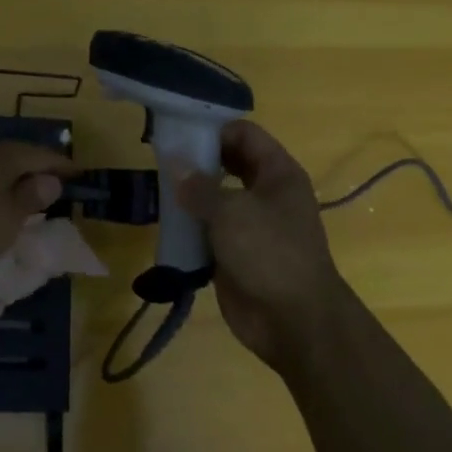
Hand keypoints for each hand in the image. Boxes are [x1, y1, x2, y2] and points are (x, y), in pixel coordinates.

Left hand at [0, 140, 77, 271]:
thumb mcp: (10, 218)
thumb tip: (50, 180)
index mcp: (8, 156)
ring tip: (25, 195)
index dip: (63, 166)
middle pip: (18, 157)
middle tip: (54, 184)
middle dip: (36, 170)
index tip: (79, 174)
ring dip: (12, 181)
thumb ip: (31, 199)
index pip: (44, 156)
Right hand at [176, 120, 348, 371]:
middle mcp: (266, 193)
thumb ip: (199, 186)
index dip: (213, 129)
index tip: (177, 133)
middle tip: (161, 159)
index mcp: (277, 173)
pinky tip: (166, 223)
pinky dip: (190, 226)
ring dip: (190, 194)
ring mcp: (251, 224)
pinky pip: (209, 229)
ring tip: (157, 189)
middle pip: (228, 163)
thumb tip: (174, 164)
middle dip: (197, 161)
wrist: (294, 321)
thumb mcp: (231, 212)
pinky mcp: (236, 252)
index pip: (243, 134)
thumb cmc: (269, 253)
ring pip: (215, 197)